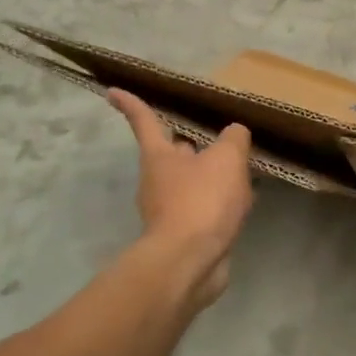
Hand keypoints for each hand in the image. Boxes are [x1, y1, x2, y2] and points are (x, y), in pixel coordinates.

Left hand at [109, 90, 253, 308]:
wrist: (189, 263)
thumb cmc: (202, 201)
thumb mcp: (227, 159)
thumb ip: (233, 139)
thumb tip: (234, 133)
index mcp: (159, 155)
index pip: (145, 120)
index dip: (131, 104)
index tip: (112, 92)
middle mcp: (157, 179)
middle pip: (173, 153)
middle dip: (192, 144)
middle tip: (216, 135)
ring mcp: (167, 209)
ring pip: (191, 182)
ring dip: (212, 175)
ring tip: (242, 169)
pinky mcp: (183, 234)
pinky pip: (203, 208)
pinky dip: (220, 202)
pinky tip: (243, 203)